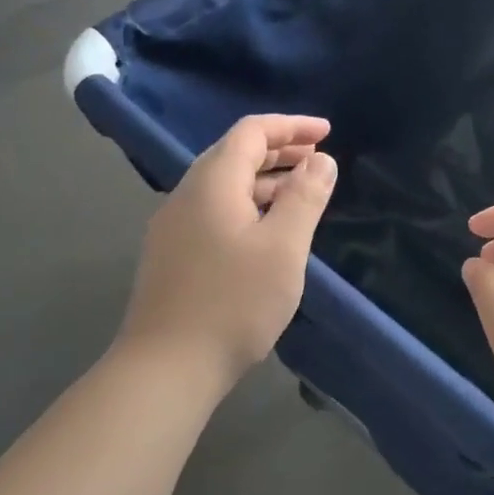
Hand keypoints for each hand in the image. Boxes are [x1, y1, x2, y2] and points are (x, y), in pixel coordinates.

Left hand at [114, 114, 337, 380]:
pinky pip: (215, 210)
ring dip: (265, 180)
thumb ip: (305, 197)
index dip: (291, 126)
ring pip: (224, 185)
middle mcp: (187, 195)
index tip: (327, 133)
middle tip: (319, 160)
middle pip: (234, 154)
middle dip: (279, 150)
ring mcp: (174, 227)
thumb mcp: (283, 247)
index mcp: (212, 183)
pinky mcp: (172, 255)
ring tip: (301, 193)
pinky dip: (248, 205)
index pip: (251, 132)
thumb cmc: (233, 302)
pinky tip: (267, 231)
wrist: (166, 368)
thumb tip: (322, 160)